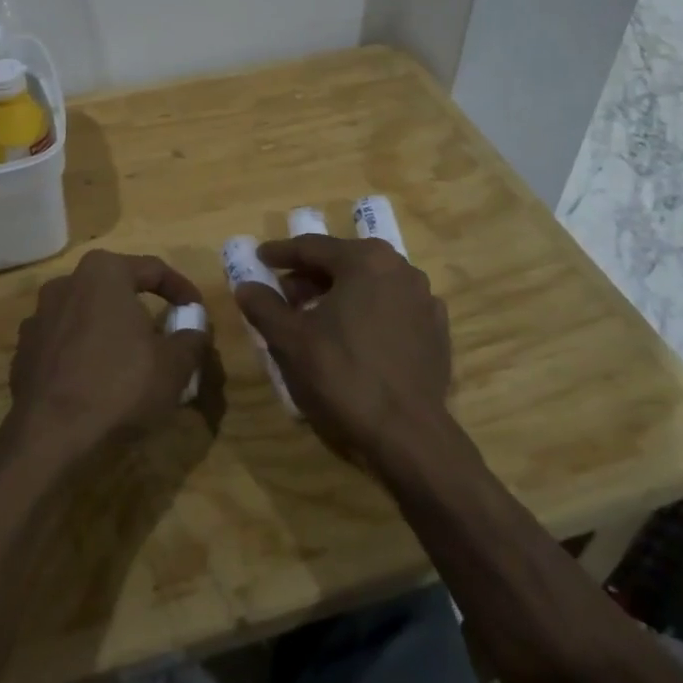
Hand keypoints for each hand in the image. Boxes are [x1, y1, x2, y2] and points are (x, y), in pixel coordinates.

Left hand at [6, 250, 209, 460]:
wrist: (49, 438)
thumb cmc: (120, 386)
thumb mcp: (174, 365)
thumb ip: (192, 339)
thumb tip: (195, 330)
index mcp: (103, 272)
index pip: (153, 269)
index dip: (182, 290)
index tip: (197, 312)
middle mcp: (66, 284)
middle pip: (116, 290)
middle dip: (142, 310)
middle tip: (165, 336)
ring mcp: (38, 318)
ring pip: (88, 316)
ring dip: (111, 333)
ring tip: (131, 363)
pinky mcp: (23, 352)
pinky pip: (65, 344)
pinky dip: (84, 356)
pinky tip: (98, 384)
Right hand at [235, 234, 451, 459]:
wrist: (407, 436)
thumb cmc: (343, 377)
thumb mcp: (290, 340)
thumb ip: (264, 306)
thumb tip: (246, 286)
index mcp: (365, 260)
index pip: (312, 247)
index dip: (280, 253)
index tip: (259, 258)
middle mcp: (400, 269)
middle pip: (344, 262)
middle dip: (310, 276)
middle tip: (283, 295)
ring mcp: (424, 299)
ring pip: (370, 285)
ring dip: (339, 294)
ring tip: (314, 318)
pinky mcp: (437, 331)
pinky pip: (392, 309)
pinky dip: (368, 314)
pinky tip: (354, 337)